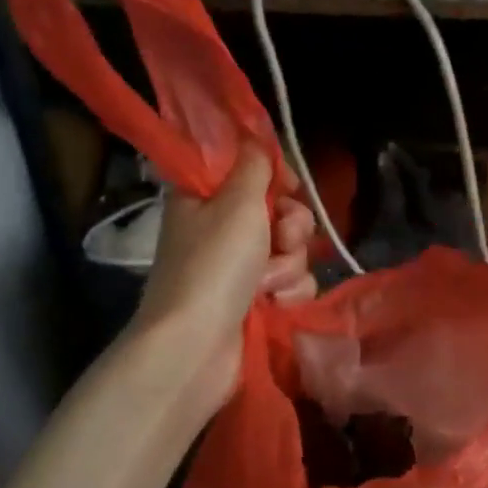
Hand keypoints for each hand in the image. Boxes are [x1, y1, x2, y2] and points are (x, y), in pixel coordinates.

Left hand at [132, 151, 316, 421]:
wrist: (195, 347)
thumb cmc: (213, 265)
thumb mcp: (236, 202)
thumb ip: (254, 166)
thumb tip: (256, 140)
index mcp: (204, 198)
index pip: (250, 170)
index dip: (277, 177)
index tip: (290, 186)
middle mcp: (221, 229)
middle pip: (280, 211)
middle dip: (291, 227)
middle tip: (282, 239)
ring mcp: (239, 268)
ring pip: (291, 250)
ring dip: (289, 265)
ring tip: (267, 284)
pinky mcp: (255, 301)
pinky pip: (292, 283)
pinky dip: (288, 293)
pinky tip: (273, 305)